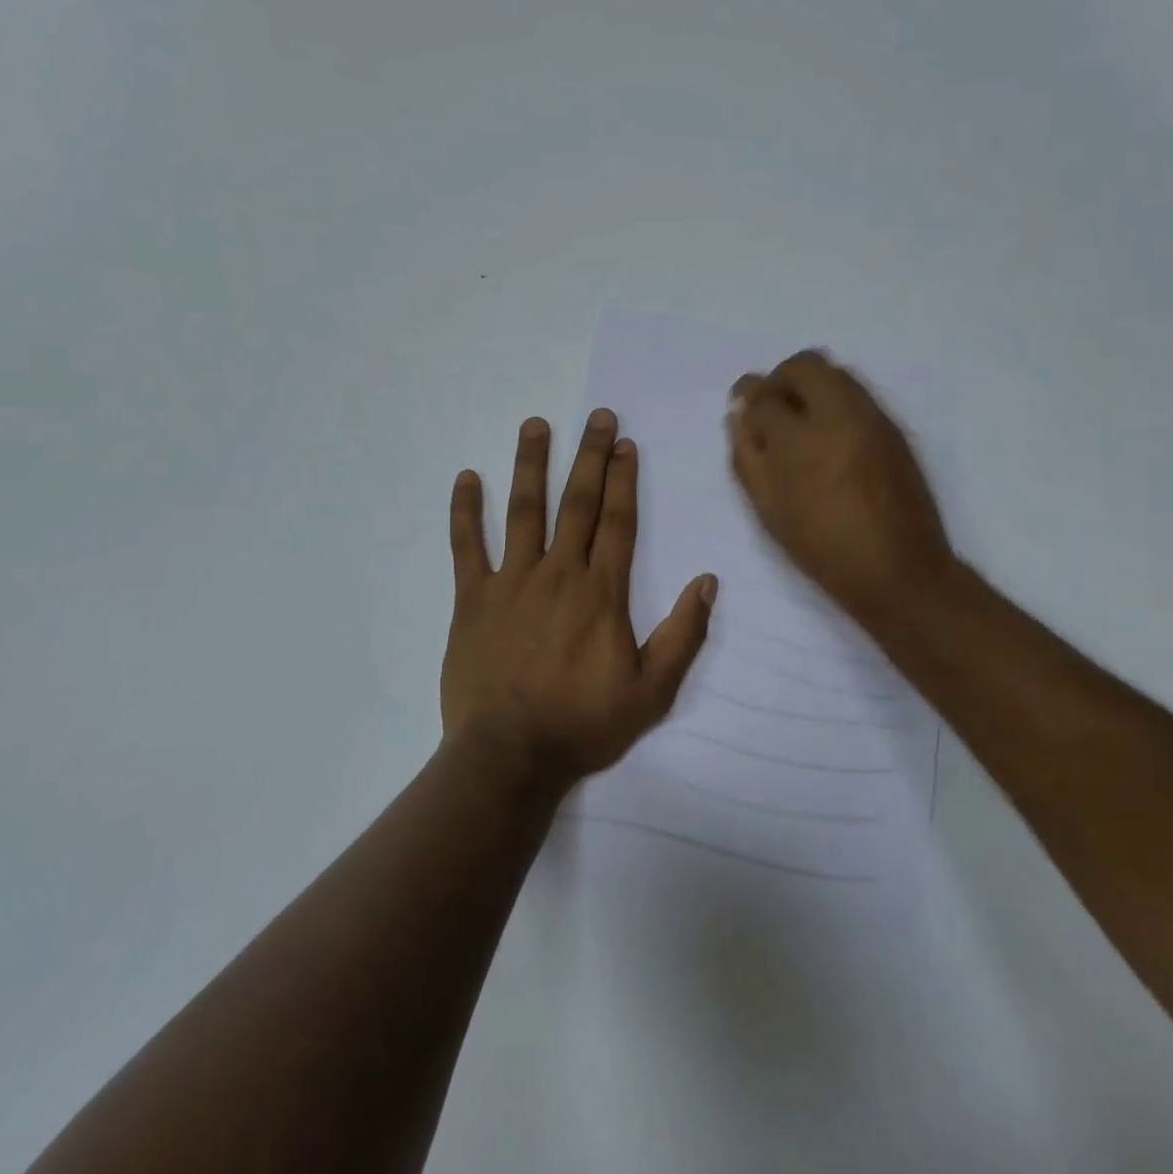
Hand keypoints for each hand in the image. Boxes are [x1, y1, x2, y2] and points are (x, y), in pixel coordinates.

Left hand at [441, 409, 716, 787]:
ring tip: (535, 424)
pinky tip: (465, 478)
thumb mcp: (652, 691)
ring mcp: (511, 582)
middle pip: (577, 503)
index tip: (625, 442)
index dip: (624, 479)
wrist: (509, 756)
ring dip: (530, 465)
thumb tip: (707, 581)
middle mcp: (558, 573)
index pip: (618, 521)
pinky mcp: (472, 599)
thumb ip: (683, 635)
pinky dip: (465, 512)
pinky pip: (466, 547)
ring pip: (523, 511)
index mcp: (601, 592)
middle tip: (596, 416)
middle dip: (589, 456)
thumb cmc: (584, 724)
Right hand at [728, 351, 955, 627]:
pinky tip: (829, 435)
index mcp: (801, 442)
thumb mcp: (770, 510)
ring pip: (835, 372)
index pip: (764, 396)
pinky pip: (857, 393)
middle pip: (803, 365)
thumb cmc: (824, 548)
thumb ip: (748, 456)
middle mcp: (839, 416)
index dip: (748, 399)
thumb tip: (739, 415)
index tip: (744, 410)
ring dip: (809, 386)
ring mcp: (872, 417)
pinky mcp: (893, 427)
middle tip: (771, 409)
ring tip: (800, 422)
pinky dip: (834, 399)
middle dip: (779, 380)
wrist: (899, 570)